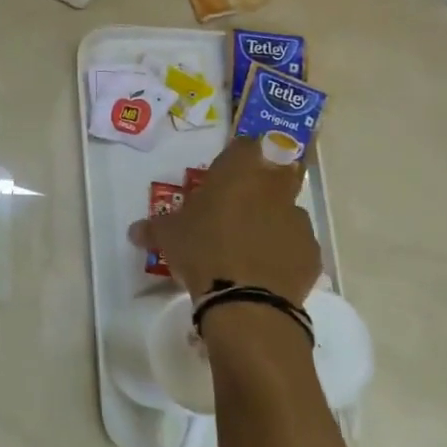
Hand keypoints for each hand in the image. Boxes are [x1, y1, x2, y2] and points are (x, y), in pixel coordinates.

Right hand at [129, 137, 322, 304]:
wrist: (247, 301)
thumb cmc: (202, 252)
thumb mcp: (168, 237)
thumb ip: (153, 228)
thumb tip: (135, 230)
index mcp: (239, 173)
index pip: (244, 145)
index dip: (234, 158)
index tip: (221, 176)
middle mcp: (274, 188)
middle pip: (278, 170)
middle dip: (261, 184)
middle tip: (239, 205)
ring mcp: (298, 220)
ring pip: (286, 211)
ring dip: (271, 221)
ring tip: (249, 246)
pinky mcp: (311, 253)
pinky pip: (296, 245)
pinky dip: (283, 252)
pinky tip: (264, 271)